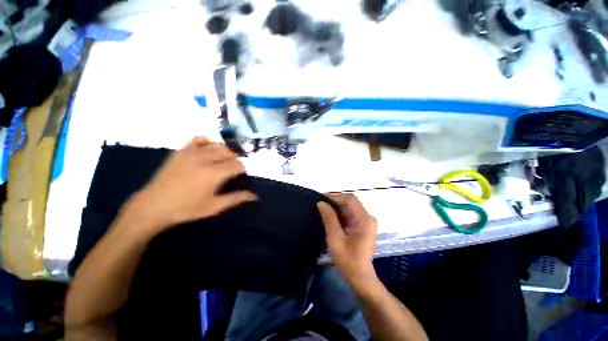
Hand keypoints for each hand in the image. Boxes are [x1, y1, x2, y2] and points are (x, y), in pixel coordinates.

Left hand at [124, 137, 256, 237]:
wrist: (158, 203)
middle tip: (232, 171)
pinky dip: (207, 141)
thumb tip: (253, 196)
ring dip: (223, 151)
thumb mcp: (212, 208)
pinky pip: (199, 139)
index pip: (236, 165)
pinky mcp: (182, 149)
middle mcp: (205, 158)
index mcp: (214, 174)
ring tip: (221, 160)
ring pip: (215, 144)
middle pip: (227, 153)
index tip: (241, 176)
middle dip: (233, 160)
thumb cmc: (186, 209)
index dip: (242, 169)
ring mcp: (192, 151)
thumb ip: (233, 199)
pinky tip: (207, 149)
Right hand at [317, 194, 377, 285]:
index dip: (334, 196)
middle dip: (335, 202)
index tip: (319, 197)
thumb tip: (321, 203)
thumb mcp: (335, 239)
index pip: (350, 199)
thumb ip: (329, 219)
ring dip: (338, 209)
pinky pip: (352, 217)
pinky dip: (342, 216)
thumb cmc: (347, 259)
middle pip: (351, 203)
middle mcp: (369, 218)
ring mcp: (368, 223)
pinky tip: (330, 219)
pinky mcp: (365, 228)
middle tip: (319, 204)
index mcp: (365, 219)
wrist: (359, 275)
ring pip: (351, 210)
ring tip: (322, 211)